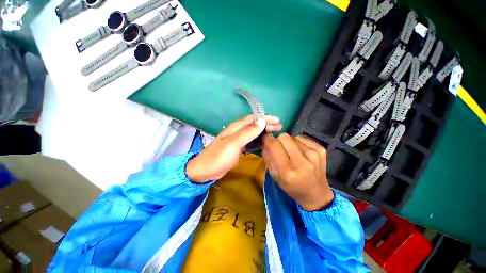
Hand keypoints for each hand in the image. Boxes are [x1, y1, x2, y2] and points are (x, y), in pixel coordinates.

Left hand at [186, 115, 282, 182]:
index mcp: (236, 127)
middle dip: (267, 124)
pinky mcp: (238, 148)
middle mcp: (237, 131)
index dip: (265, 118)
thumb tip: (262, 122)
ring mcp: (237, 140)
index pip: (253, 119)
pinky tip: (264, 143)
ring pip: (253, 133)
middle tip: (279, 127)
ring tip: (274, 134)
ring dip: (263, 132)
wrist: (206, 170)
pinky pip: (250, 142)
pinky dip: (258, 141)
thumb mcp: (233, 144)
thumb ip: (247, 133)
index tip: (278, 120)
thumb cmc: (218, 157)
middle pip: (254, 125)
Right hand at [262, 133, 332, 210]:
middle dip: (278, 140)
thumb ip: (268, 157)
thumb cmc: (292, 187)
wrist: (317, 194)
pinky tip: (301, 153)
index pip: (274, 145)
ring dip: (289, 142)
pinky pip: (302, 138)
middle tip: (279, 147)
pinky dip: (298, 143)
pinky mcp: (321, 150)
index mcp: (287, 171)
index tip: (265, 139)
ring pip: (293, 136)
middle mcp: (302, 162)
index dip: (268, 139)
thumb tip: (265, 140)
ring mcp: (314, 154)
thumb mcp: (275, 176)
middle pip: (284, 136)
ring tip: (292, 153)